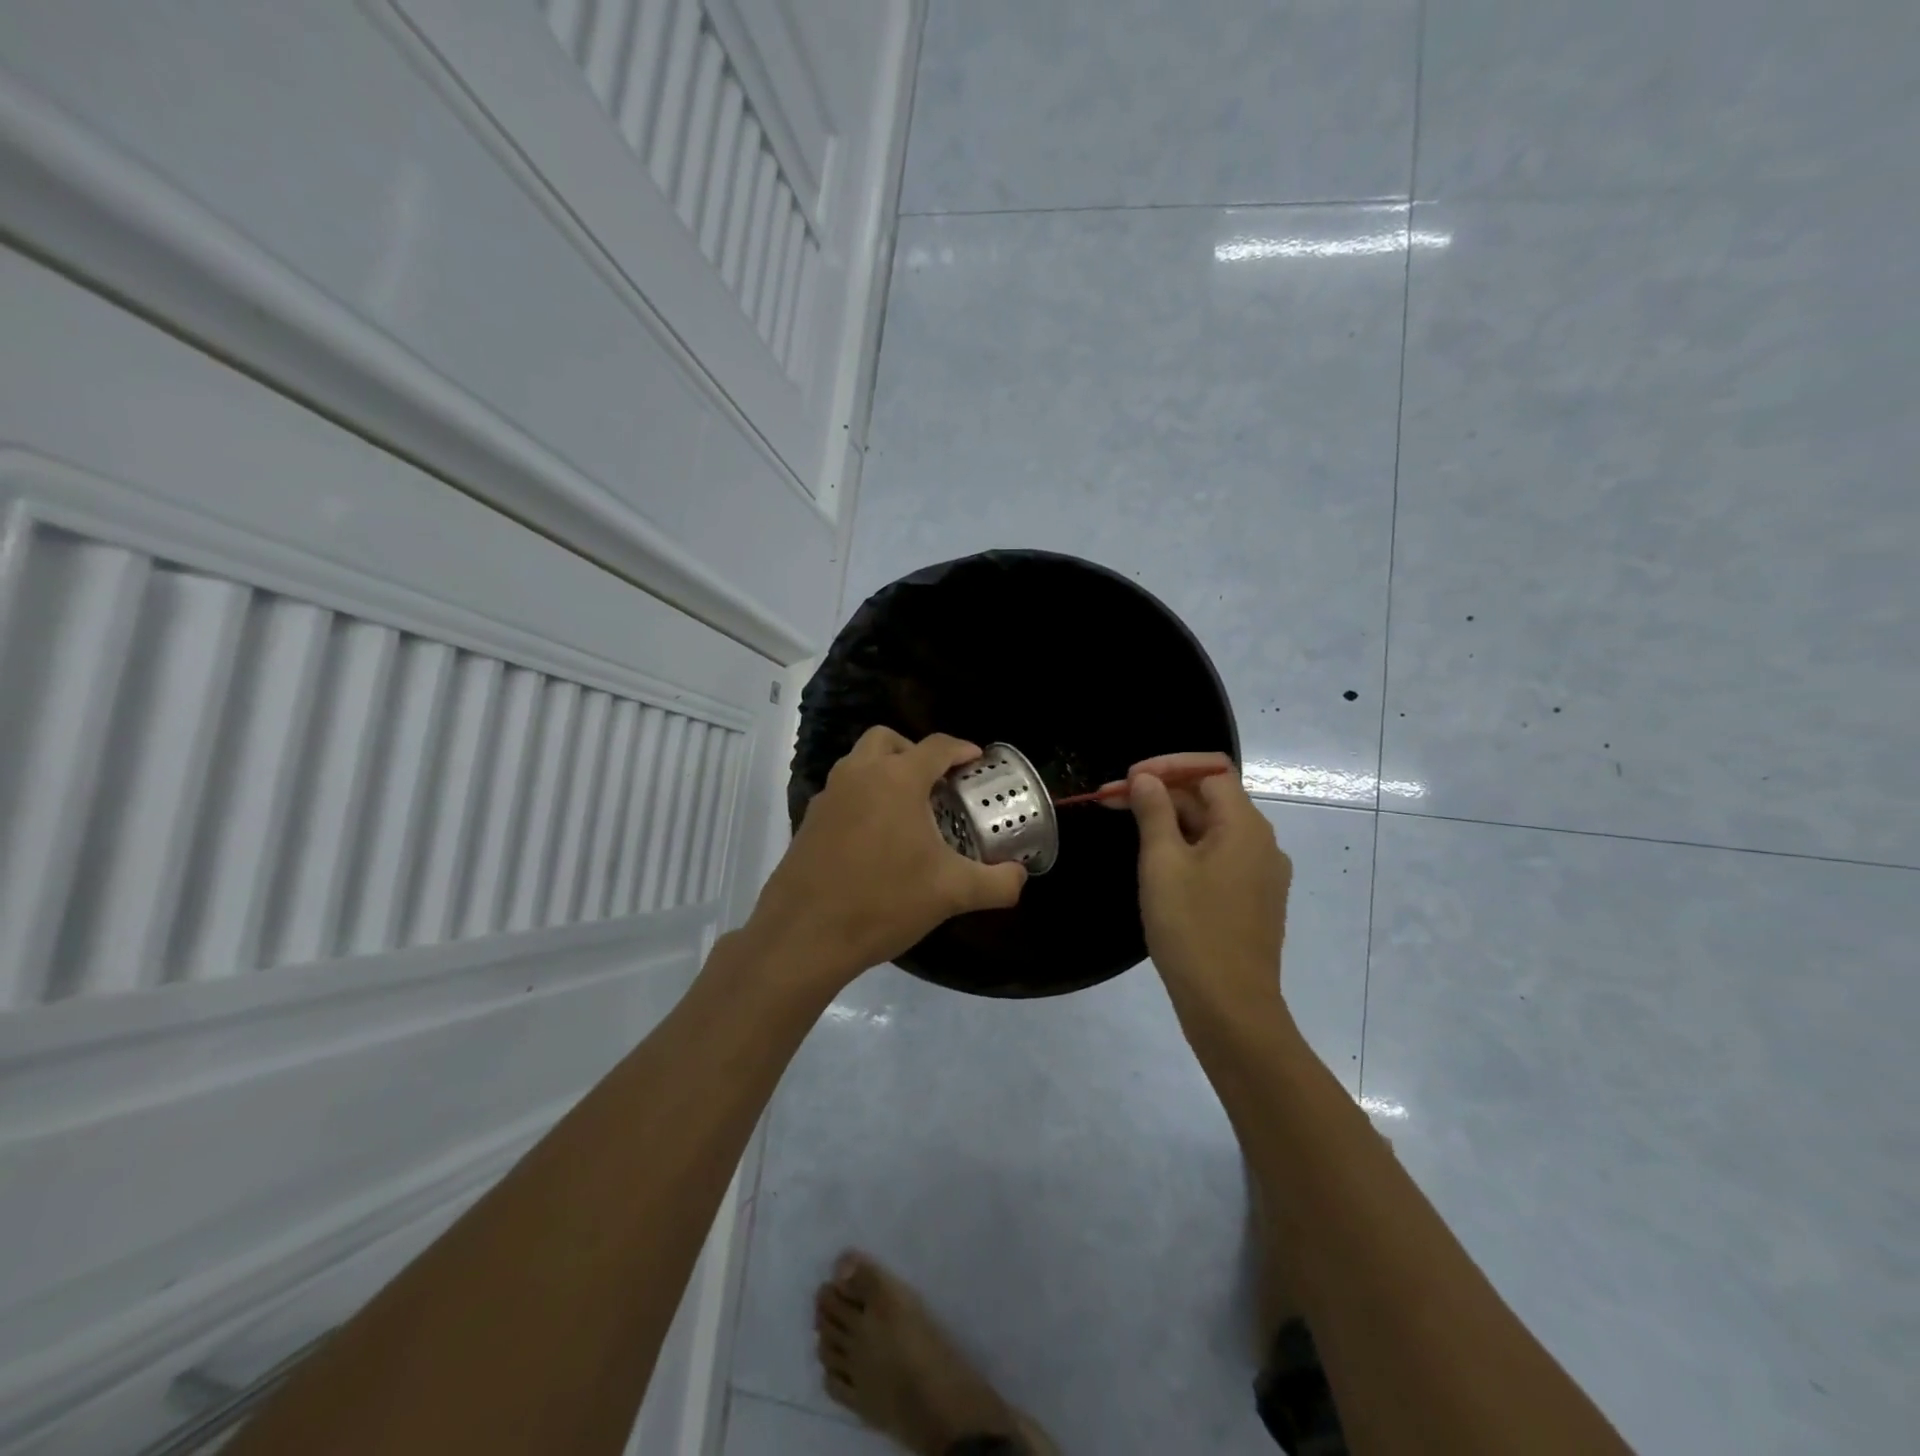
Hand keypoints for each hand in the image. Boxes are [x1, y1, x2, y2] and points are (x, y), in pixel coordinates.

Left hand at [748, 728, 1026, 986]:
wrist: (804, 936)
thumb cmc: (883, 901)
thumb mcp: (951, 893)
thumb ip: (996, 883)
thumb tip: (1020, 878)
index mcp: (897, 779)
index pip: (936, 746)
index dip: (961, 749)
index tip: (976, 761)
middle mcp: (858, 775)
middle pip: (887, 740)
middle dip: (914, 751)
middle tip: (935, 782)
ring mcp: (827, 797)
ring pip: (858, 763)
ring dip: (884, 772)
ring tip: (908, 810)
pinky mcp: (808, 822)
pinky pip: (841, 793)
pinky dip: (862, 798)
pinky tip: (875, 839)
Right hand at [1126, 752, 1291, 1013]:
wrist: (1230, 1008)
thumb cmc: (1192, 929)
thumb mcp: (1163, 864)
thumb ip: (1154, 813)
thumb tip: (1148, 779)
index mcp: (1245, 826)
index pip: (1210, 770)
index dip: (1167, 766)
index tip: (1126, 781)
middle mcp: (1262, 842)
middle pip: (1210, 797)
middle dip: (1160, 793)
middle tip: (1109, 802)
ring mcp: (1261, 873)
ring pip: (1212, 828)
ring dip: (1170, 820)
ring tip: (1126, 827)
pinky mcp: (1252, 899)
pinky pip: (1218, 856)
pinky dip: (1186, 847)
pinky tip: (1156, 862)